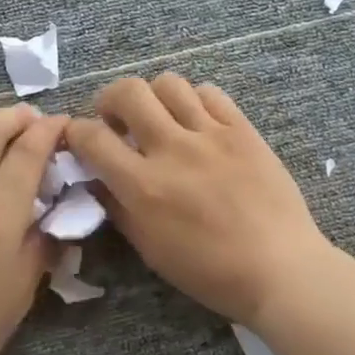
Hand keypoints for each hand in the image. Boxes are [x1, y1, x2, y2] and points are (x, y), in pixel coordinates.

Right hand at [63, 74, 329, 326]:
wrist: (280, 267)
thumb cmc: (211, 271)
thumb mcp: (151, 249)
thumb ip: (118, 208)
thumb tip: (97, 179)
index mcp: (144, 185)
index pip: (92, 137)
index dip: (75, 131)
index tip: (79, 137)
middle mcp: (173, 149)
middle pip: (129, 92)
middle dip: (110, 99)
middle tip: (117, 119)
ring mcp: (211, 134)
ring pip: (169, 83)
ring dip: (154, 96)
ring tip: (160, 117)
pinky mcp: (243, 129)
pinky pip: (210, 93)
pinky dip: (194, 100)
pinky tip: (197, 121)